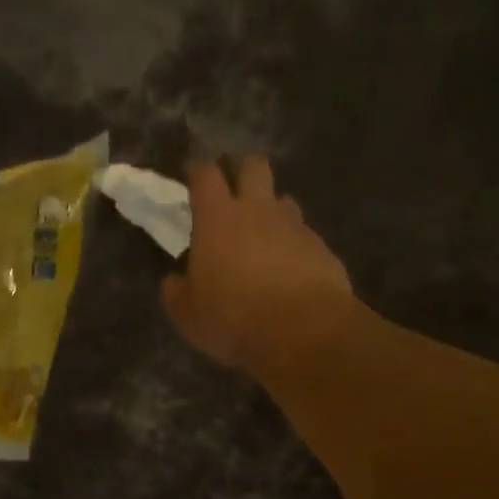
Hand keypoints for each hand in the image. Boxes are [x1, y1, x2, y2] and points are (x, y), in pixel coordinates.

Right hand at [162, 156, 353, 373]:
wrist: (303, 332)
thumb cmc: (234, 318)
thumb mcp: (188, 314)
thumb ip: (177, 291)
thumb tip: (175, 280)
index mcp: (218, 218)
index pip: (205, 174)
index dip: (198, 171)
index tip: (193, 177)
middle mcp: (259, 211)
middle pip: (254, 166)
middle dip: (244, 171)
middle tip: (235, 193)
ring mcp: (295, 227)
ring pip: (284, 201)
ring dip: (273, 211)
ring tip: (265, 237)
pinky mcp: (322, 249)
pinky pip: (305, 237)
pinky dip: (295, 247)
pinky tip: (291, 272)